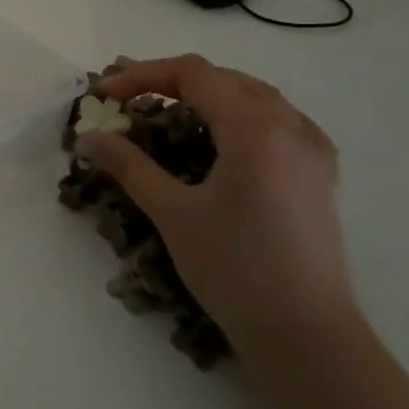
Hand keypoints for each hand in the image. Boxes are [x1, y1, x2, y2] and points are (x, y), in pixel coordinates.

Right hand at [73, 54, 355, 355]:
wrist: (306, 334)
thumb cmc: (234, 268)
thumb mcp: (172, 212)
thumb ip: (129, 165)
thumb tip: (88, 137)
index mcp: (255, 129)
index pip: (193, 74)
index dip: (142, 75)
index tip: (104, 95)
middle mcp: (291, 126)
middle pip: (223, 78)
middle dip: (169, 81)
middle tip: (125, 97)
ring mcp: (312, 149)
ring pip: (252, 95)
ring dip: (203, 94)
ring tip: (163, 110)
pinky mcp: (319, 173)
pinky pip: (276, 120)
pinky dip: (236, 114)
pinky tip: (217, 137)